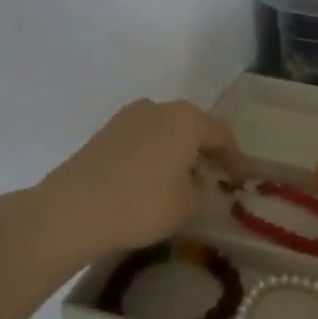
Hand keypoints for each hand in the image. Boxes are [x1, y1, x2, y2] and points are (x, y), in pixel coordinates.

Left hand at [34, 100, 247, 265]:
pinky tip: (153, 181)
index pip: (222, 135)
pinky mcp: (103, 134)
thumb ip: (201, 188)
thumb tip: (193, 179)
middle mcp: (158, 108)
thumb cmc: (142, 203)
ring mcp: (126, 118)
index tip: (244, 179)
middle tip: (217, 176)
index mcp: (185, 119)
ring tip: (184, 181)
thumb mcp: (188, 204)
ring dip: (178, 153)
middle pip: (192, 128)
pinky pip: (142, 142)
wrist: (73, 209)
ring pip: (164, 133)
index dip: (236, 158)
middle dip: (206, 152)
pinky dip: (154, 158)